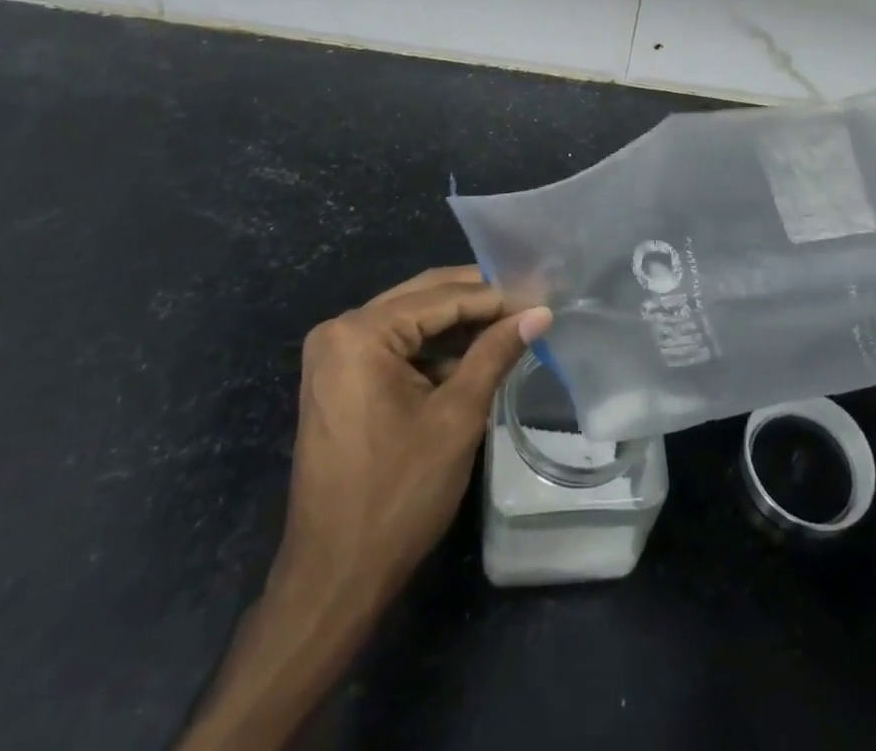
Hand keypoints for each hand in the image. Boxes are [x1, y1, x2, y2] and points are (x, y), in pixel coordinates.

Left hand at [179, 267, 547, 750]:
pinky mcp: (339, 380)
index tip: (541, 297)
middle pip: (422, 298)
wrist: (334, 578)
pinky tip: (475, 355)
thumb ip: (495, 353)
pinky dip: (433, 350)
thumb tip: (540, 312)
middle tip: (530, 301)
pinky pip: (395, 347)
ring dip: (458, 325)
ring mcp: (335, 356)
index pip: (441, 297)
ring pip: (410, 321)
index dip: (496, 296)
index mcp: (360, 333)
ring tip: (512, 324)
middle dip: (477, 301)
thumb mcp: (457, 417)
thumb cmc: (398, 495)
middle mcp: (340, 330)